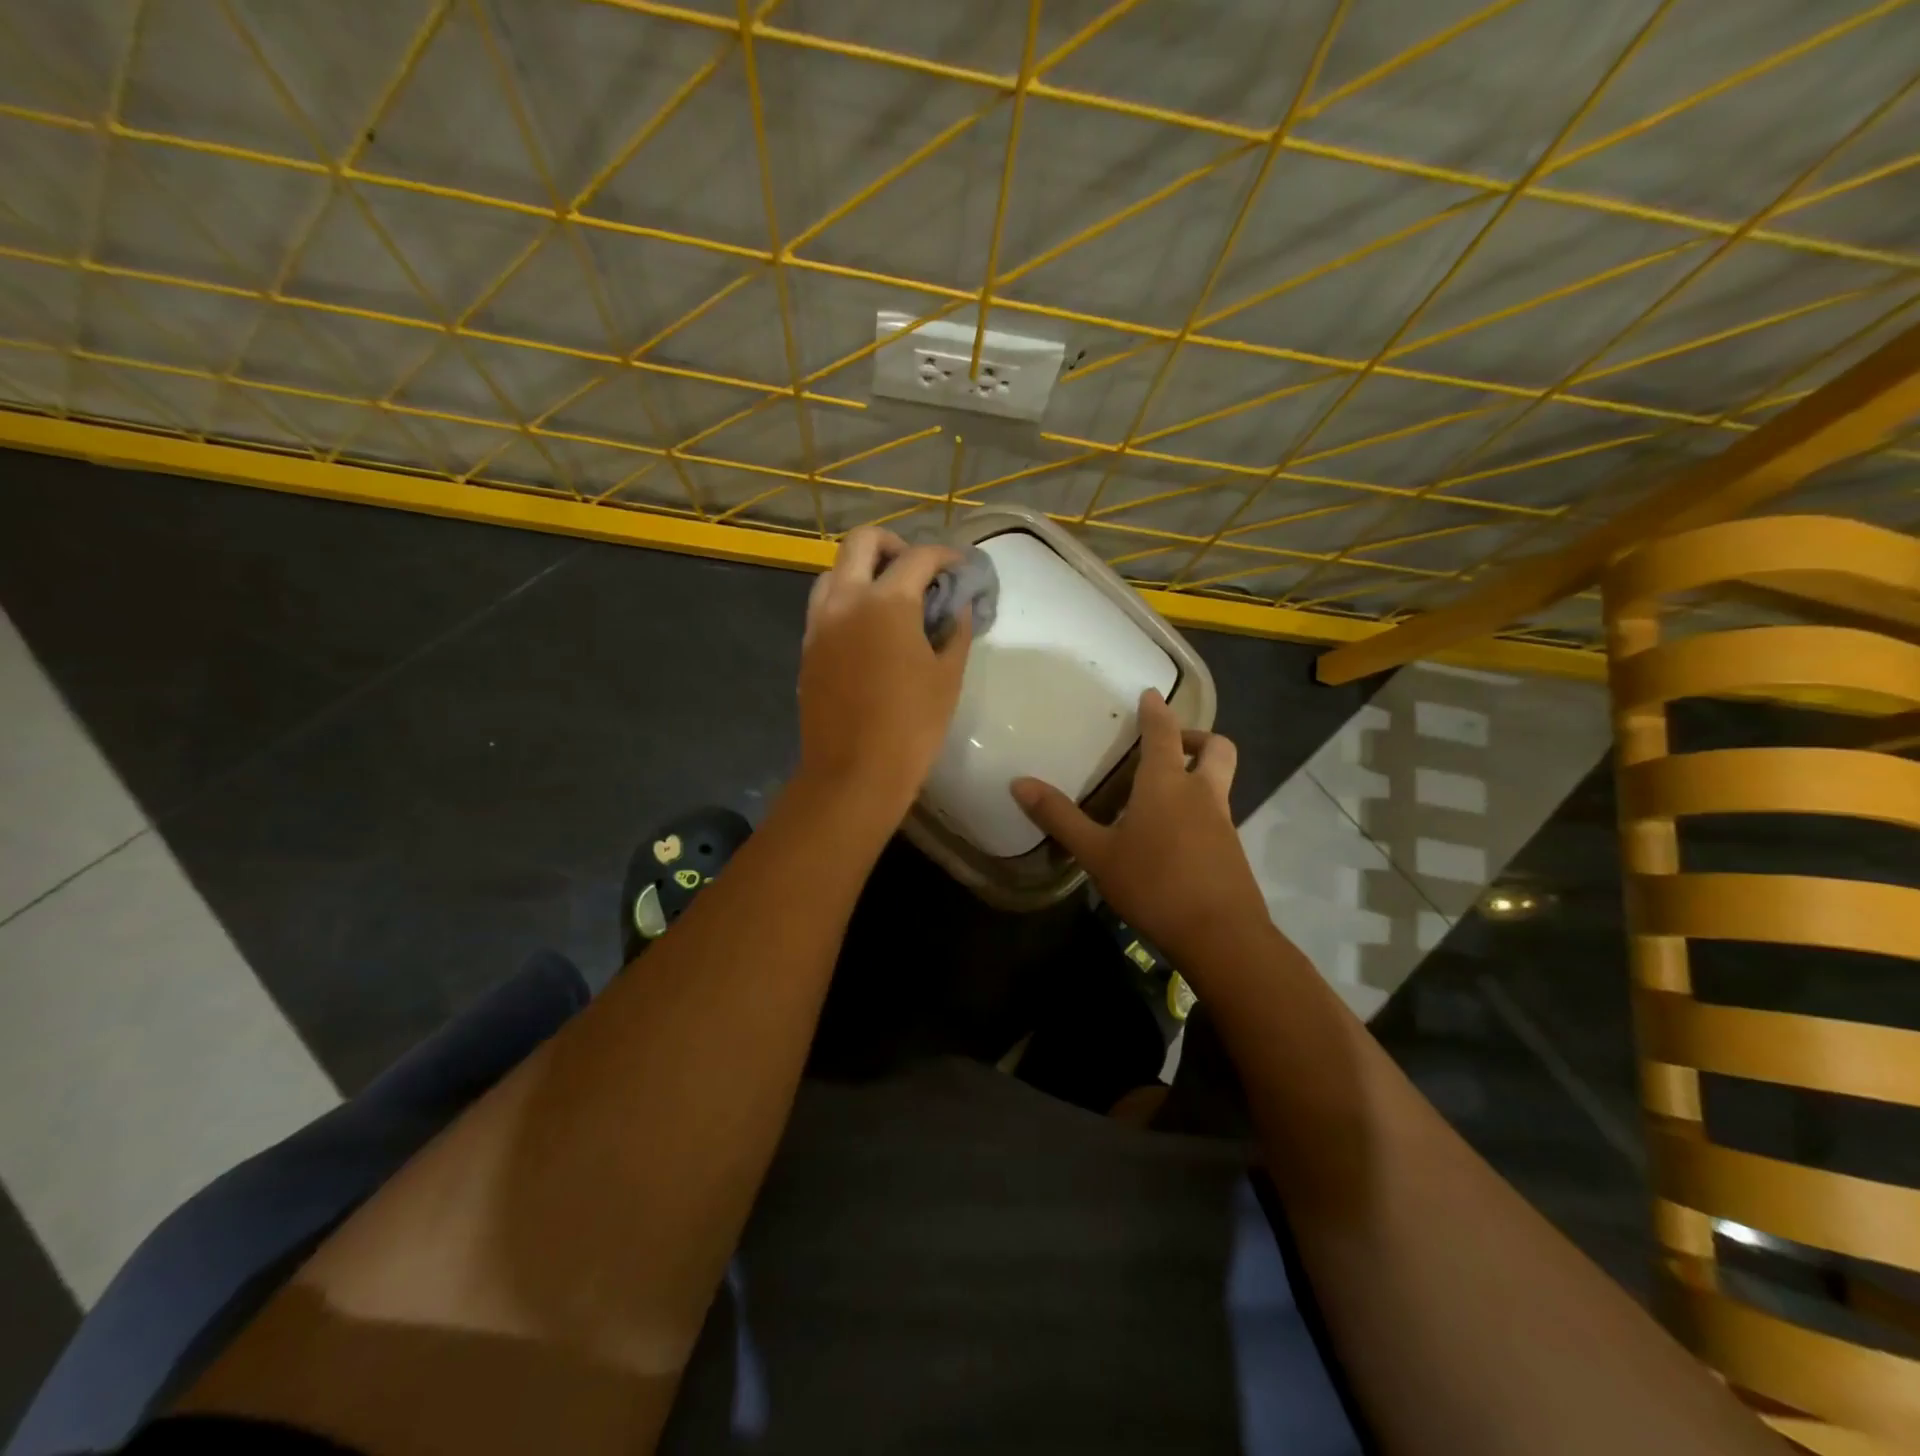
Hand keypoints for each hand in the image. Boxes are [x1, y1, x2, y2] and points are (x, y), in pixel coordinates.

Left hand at [797, 527, 972, 813]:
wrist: (853, 773)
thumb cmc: (911, 726)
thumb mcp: (947, 677)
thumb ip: (955, 632)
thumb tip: (956, 607)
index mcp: (886, 603)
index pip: (918, 557)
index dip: (945, 556)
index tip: (960, 568)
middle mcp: (846, 600)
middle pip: (863, 542)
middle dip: (895, 545)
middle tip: (918, 570)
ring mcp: (820, 623)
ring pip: (834, 570)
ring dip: (864, 569)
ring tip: (891, 597)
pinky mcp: (808, 647)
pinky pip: (824, 603)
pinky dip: (847, 598)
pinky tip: (869, 627)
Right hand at [1012, 689, 1267, 971]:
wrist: (1221, 936)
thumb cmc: (1153, 884)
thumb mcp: (1096, 853)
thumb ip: (1059, 818)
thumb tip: (1018, 783)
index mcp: (1166, 783)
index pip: (1164, 732)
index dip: (1157, 710)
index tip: (1151, 694)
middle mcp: (1201, 793)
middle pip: (1216, 747)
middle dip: (1196, 737)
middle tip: (1169, 746)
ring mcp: (1222, 822)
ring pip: (1220, 780)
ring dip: (1199, 773)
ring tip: (1162, 793)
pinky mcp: (1231, 850)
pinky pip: (1218, 812)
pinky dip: (1199, 808)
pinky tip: (1172, 836)